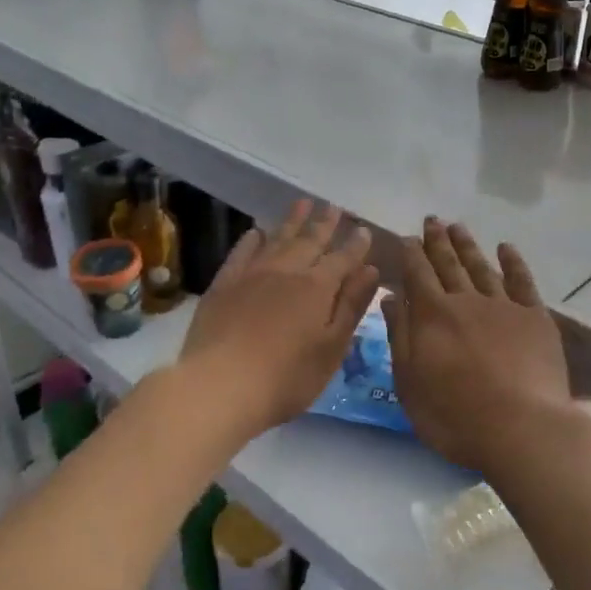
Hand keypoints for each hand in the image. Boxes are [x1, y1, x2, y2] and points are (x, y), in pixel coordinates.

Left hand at [177, 199, 377, 440]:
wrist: (219, 386)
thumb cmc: (287, 377)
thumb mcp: (331, 347)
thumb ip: (351, 306)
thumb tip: (370, 270)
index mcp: (318, 287)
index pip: (343, 259)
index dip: (356, 244)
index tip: (364, 229)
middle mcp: (287, 271)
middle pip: (310, 241)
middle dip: (325, 224)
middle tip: (334, 207)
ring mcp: (252, 275)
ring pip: (277, 239)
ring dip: (292, 221)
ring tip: (303, 203)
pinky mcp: (223, 285)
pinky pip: (241, 252)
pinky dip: (252, 240)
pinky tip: (257, 232)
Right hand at [381, 218, 574, 480]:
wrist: (520, 428)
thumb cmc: (454, 415)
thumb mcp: (410, 383)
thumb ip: (400, 336)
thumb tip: (391, 297)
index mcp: (432, 316)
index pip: (418, 275)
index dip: (411, 254)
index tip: (407, 237)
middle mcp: (466, 301)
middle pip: (448, 264)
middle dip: (438, 241)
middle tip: (432, 220)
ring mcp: (504, 306)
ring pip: (481, 267)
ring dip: (468, 245)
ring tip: (458, 226)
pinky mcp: (535, 318)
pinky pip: (522, 281)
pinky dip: (513, 262)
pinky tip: (506, 248)